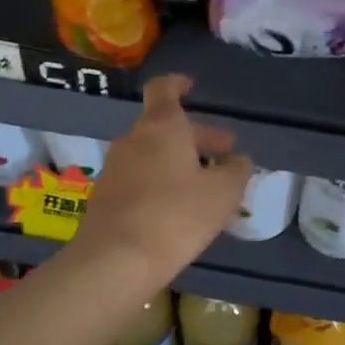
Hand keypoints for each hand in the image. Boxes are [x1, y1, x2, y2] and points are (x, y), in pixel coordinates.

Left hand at [73, 74, 253, 284]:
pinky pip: (139, 179)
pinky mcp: (105, 197)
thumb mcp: (223, 194)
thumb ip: (237, 170)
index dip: (178, 84)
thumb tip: (238, 160)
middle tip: (224, 156)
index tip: (191, 87)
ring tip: (206, 188)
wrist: (115, 260)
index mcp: (162, 127)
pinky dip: (161, 184)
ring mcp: (115, 168)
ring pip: (153, 155)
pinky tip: (178, 211)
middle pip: (164, 127)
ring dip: (179, 163)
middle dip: (197, 138)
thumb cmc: (176, 216)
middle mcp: (133, 139)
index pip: (164, 89)